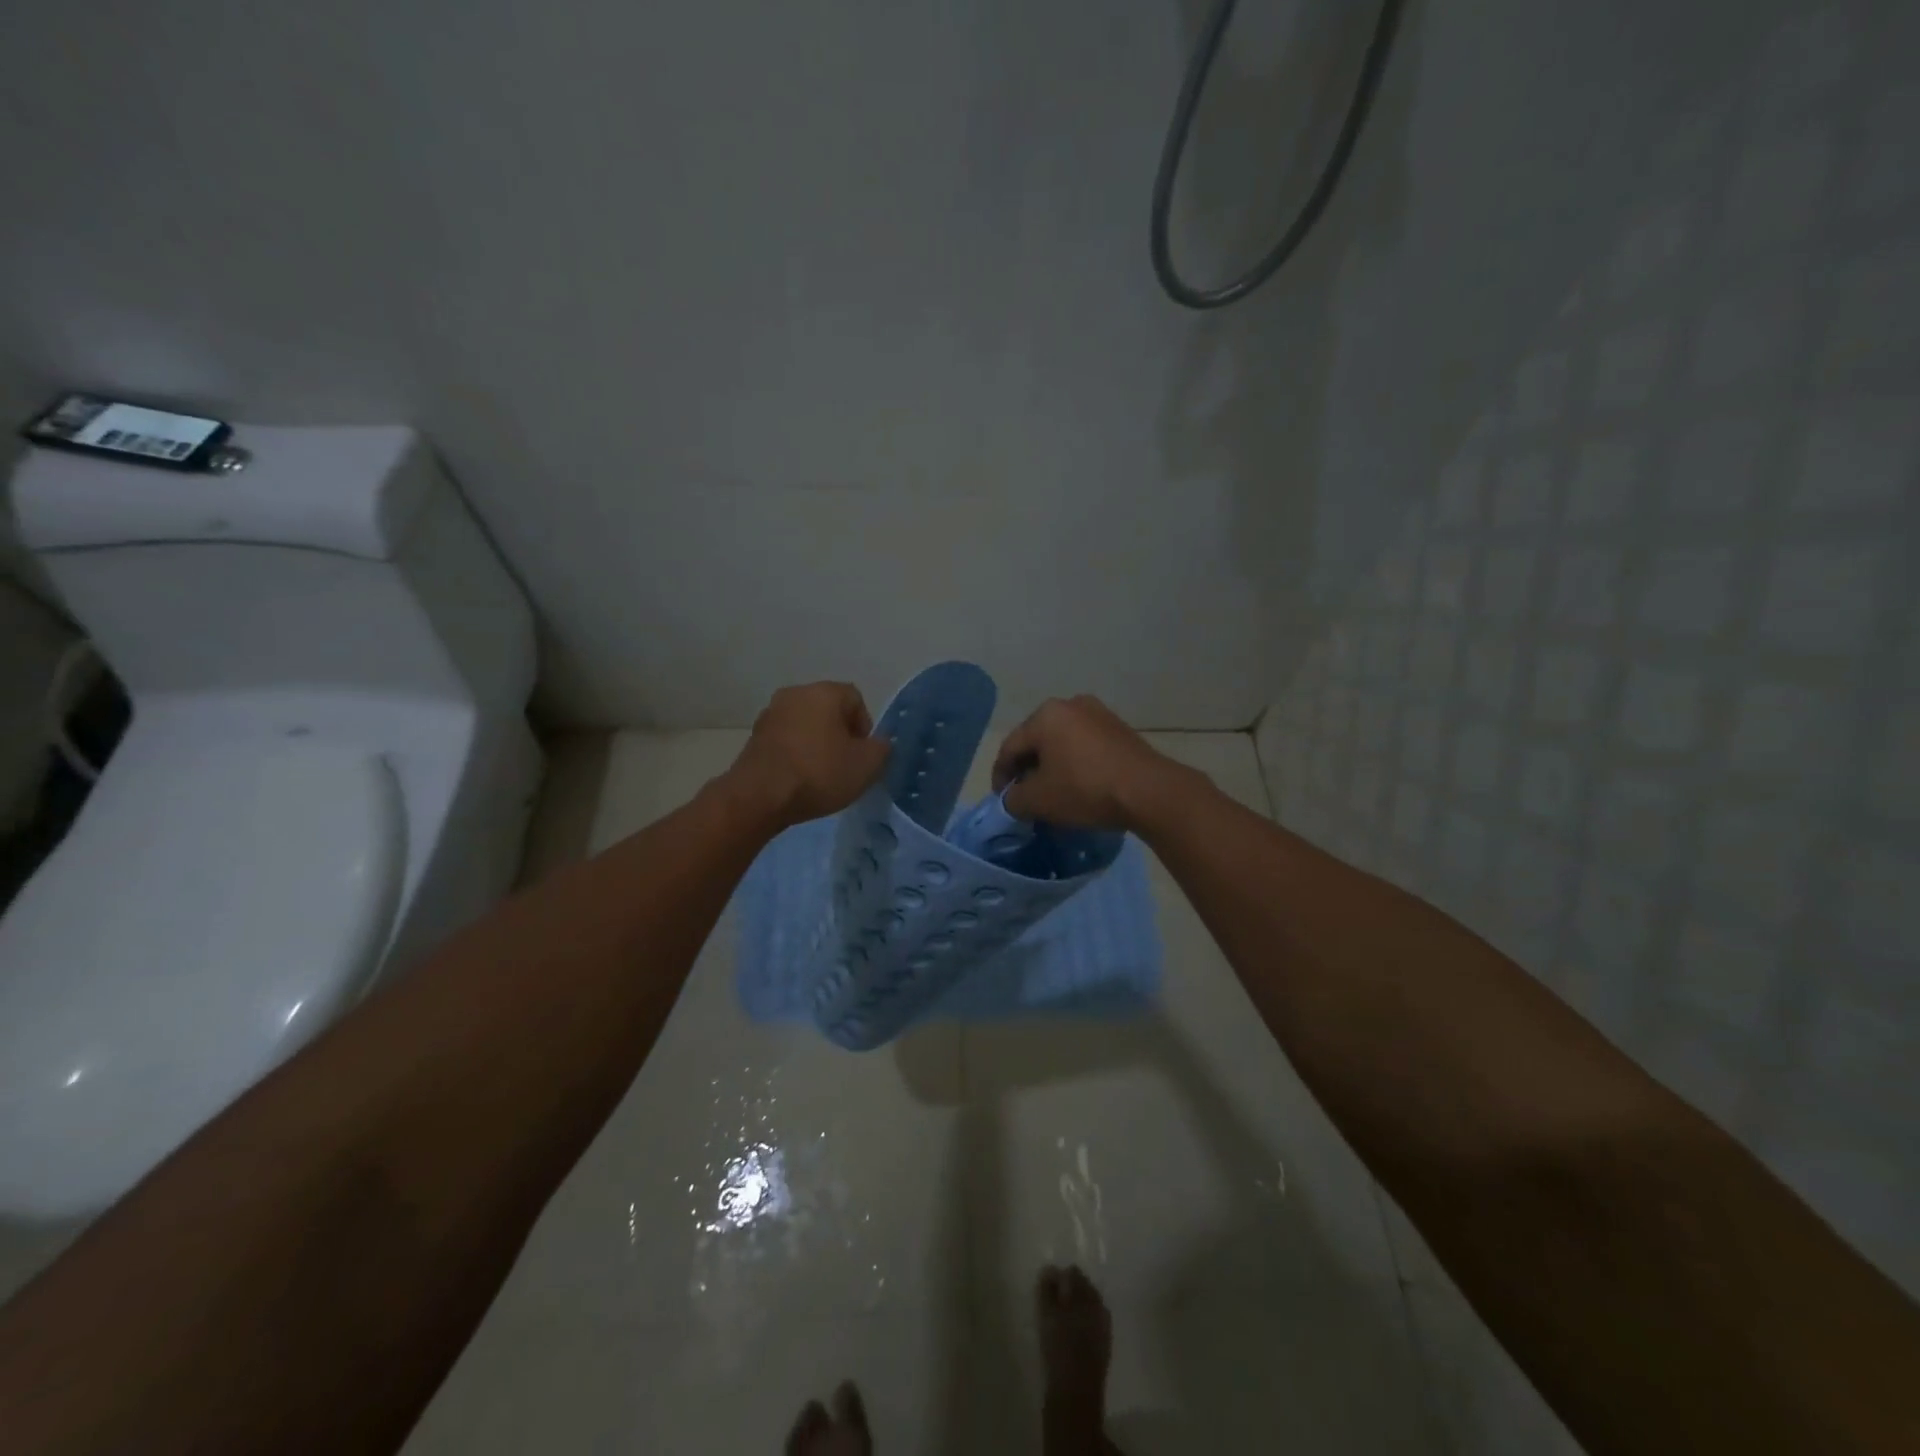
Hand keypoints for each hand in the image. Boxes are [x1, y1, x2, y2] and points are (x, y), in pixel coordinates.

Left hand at [727, 682, 890, 829]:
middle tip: (845, 765)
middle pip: (828, 710)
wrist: (760, 796)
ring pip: (805, 725)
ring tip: (820, 775)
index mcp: (824, 692)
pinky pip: (785, 740)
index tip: (862, 755)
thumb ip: (882, 748)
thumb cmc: (819, 773)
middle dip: (840, 734)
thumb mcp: (867, 765)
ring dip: (816, 744)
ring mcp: (770, 714)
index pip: (856, 699)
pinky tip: (798, 779)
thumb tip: (877, 743)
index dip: (865, 727)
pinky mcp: (753, 737)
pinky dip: (795, 754)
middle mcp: (795, 693)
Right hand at [991, 695, 1194, 831]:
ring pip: (1062, 743)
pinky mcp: (1120, 729)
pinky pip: (1085, 746)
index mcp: (1045, 715)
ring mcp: (1099, 714)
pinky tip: (1079, 786)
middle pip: (1036, 741)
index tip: (1002, 801)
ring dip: (1052, 767)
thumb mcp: (1038, 800)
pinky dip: (1075, 764)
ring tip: (1052, 794)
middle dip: (1027, 770)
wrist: (1148, 792)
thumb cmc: (1085, 790)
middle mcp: (1070, 704)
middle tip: (1025, 797)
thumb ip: (1013, 798)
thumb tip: (1013, 797)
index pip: (1010, 747)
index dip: (1001, 777)